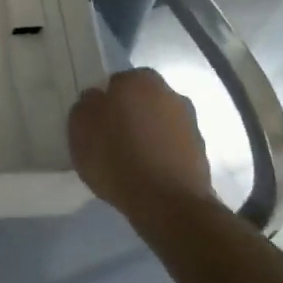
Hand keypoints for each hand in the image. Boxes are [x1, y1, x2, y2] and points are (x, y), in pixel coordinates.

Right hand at [69, 68, 211, 220]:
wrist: (168, 204)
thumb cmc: (117, 156)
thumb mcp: (80, 126)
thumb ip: (86, 105)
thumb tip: (96, 100)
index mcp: (139, 79)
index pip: (116, 83)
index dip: (105, 104)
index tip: (98, 125)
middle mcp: (169, 93)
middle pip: (141, 101)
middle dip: (130, 116)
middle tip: (112, 142)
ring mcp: (190, 123)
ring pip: (159, 124)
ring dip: (148, 137)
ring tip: (130, 165)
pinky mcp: (202, 154)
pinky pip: (172, 149)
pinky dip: (162, 157)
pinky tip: (148, 177)